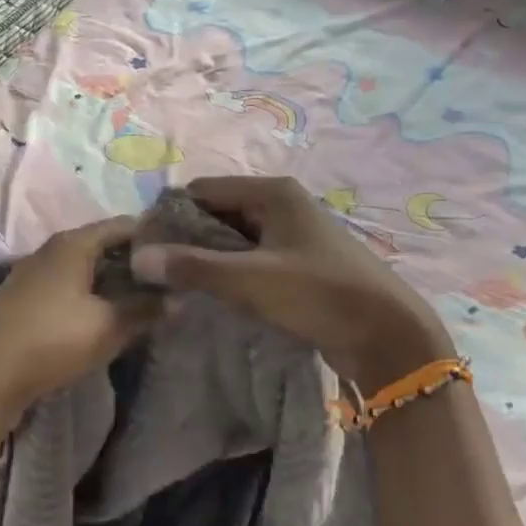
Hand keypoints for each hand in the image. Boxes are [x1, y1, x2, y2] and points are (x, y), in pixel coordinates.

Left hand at [0, 217, 158, 427]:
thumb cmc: (51, 339)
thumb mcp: (108, 325)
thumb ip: (145, 309)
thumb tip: (178, 299)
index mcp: (73, 243)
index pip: (125, 225)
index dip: (156, 235)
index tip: (184, 251)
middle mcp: (52, 251)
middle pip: (104, 246)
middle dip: (137, 262)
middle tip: (171, 280)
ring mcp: (35, 276)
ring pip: (86, 270)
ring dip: (115, 283)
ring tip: (147, 300)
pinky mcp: (26, 302)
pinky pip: (71, 289)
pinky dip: (94, 297)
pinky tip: (108, 317)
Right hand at [130, 176, 451, 385]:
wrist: (387, 335)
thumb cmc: (319, 294)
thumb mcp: (251, 279)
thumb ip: (194, 267)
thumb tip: (138, 258)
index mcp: (273, 193)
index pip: (204, 190)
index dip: (172, 214)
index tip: (145, 245)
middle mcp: (283, 205)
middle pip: (219, 212)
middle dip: (188, 238)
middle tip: (157, 270)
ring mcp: (293, 235)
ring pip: (235, 239)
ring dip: (209, 258)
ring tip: (177, 284)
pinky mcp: (299, 264)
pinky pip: (252, 259)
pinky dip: (231, 272)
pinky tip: (213, 294)